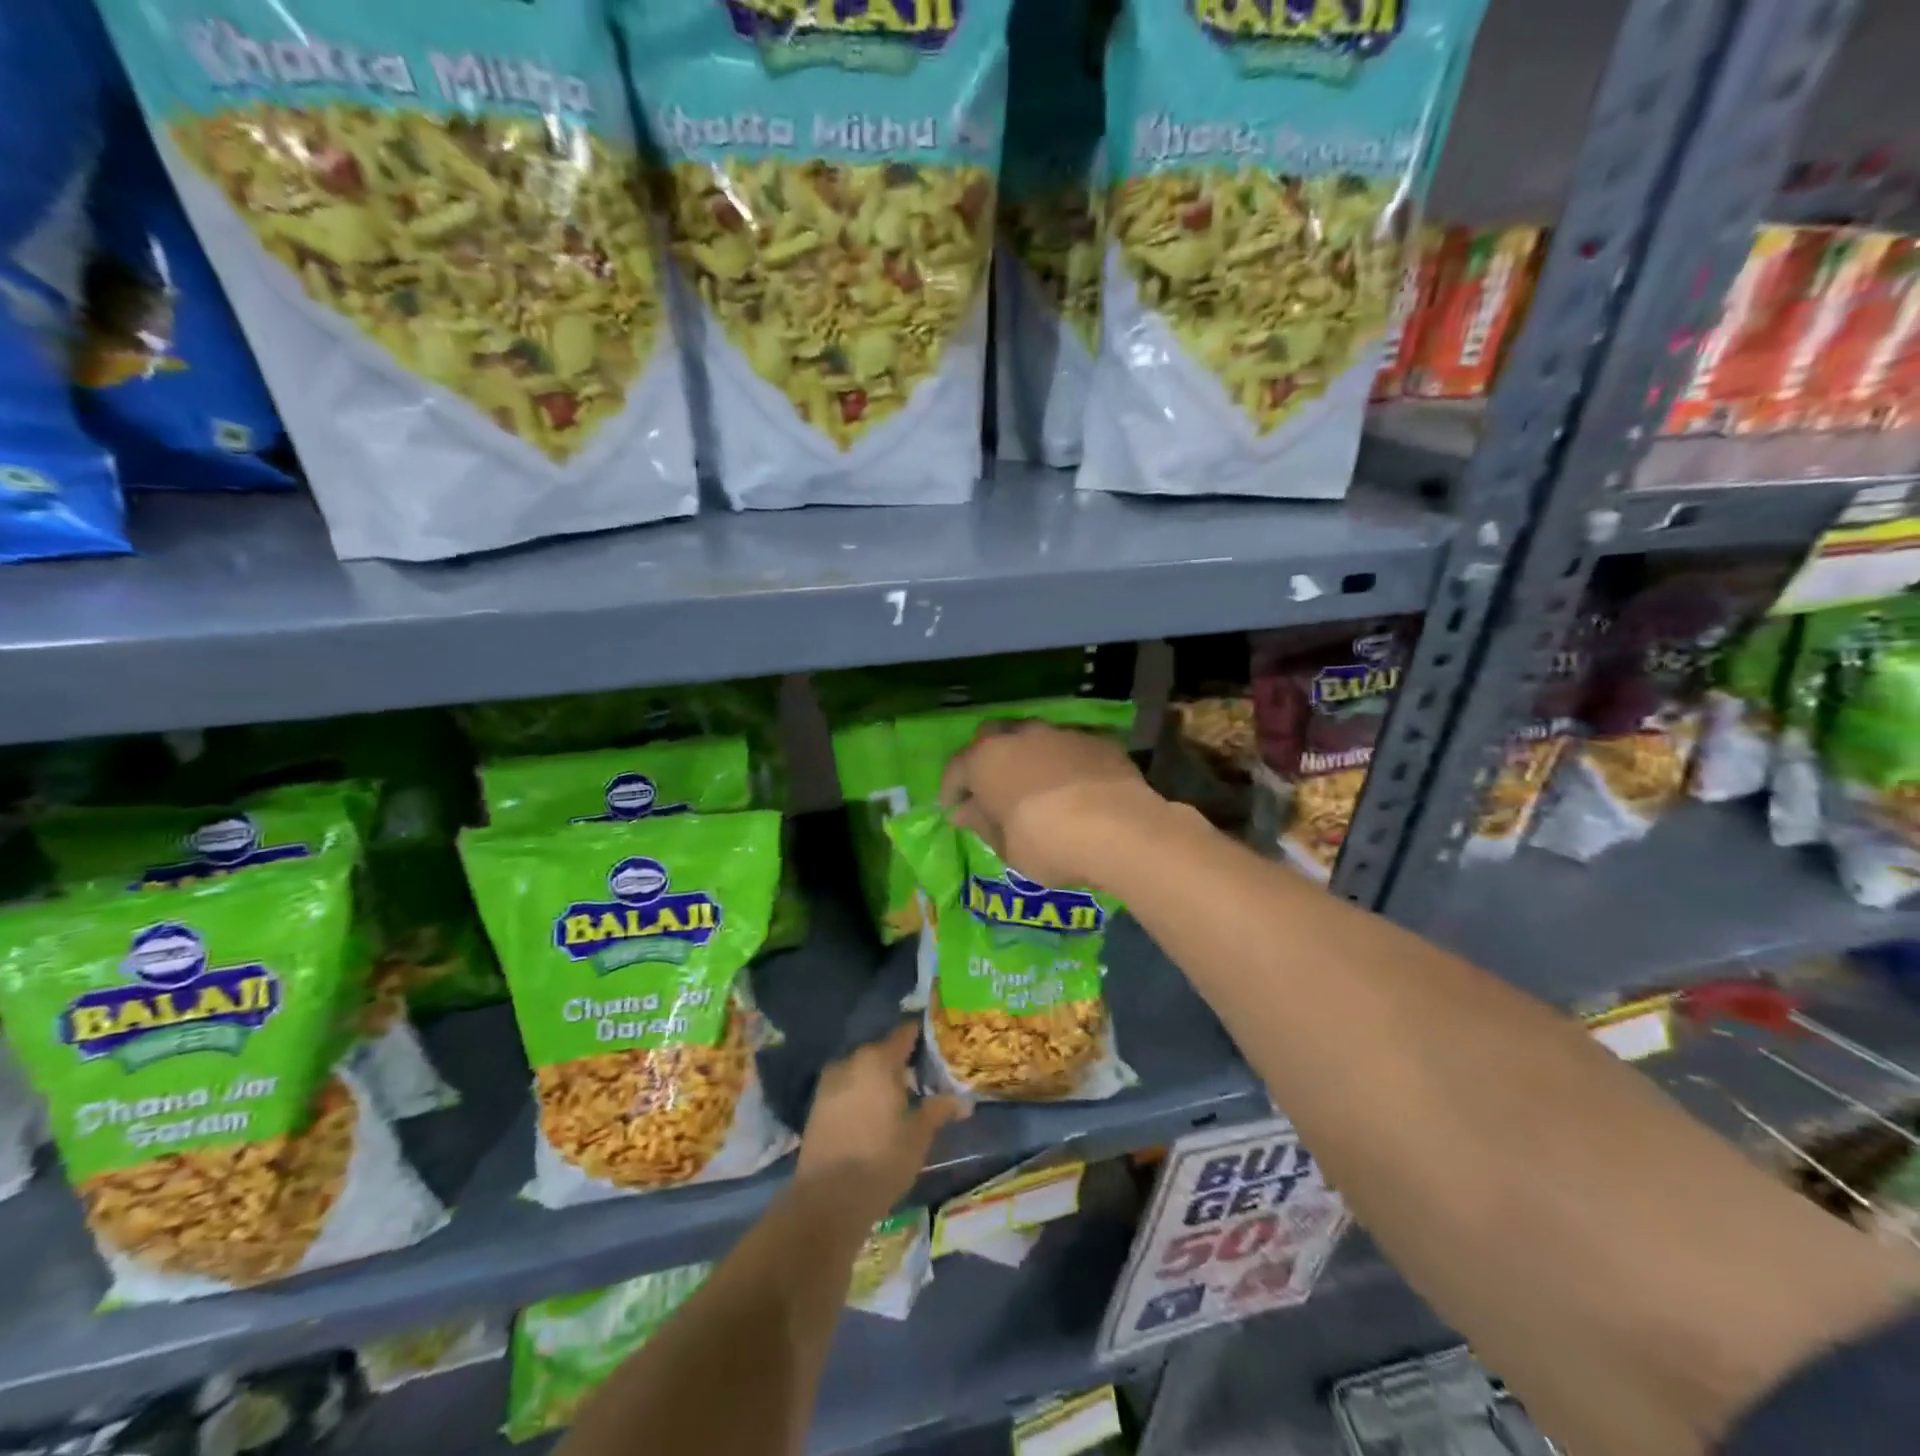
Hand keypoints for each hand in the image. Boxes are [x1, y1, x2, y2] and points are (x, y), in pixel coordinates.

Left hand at [797, 1022, 963, 1223]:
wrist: (827, 1199)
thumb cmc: (881, 1160)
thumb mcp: (918, 1136)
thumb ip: (939, 1110)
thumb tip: (965, 1101)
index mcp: (879, 1060)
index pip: (905, 1033)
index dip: (922, 1037)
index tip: (938, 1047)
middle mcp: (851, 1061)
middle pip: (882, 1051)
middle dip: (900, 1063)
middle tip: (921, 1081)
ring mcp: (829, 1082)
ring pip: (861, 1070)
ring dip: (878, 1080)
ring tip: (897, 1101)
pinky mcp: (815, 1105)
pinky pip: (846, 1088)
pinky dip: (860, 1094)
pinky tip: (872, 1116)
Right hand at [938, 720, 1169, 890]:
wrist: (1120, 829)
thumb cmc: (1048, 843)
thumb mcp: (1006, 847)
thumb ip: (982, 824)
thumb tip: (965, 812)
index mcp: (986, 759)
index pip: (956, 768)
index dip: (951, 790)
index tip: (953, 808)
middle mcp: (1020, 735)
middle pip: (992, 738)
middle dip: (986, 760)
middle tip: (991, 788)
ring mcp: (1061, 732)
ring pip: (1033, 738)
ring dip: (1027, 757)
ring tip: (1035, 785)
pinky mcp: (1098, 739)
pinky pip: (1070, 747)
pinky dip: (1065, 762)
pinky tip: (1074, 786)